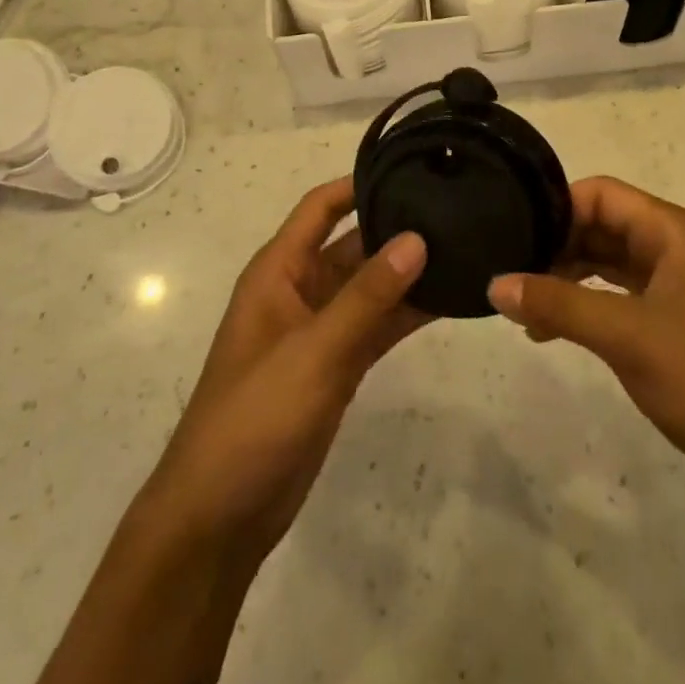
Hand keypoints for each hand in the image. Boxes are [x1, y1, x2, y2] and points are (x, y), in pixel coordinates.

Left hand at [139, 178, 427, 563]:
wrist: (219, 517)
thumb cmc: (254, 418)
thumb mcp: (314, 351)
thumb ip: (367, 296)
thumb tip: (417, 238)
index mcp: (278, 272)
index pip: (321, 207)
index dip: (359, 183)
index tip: (411, 166)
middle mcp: (299, 291)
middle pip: (352, 244)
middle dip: (396, 228)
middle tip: (455, 209)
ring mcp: (319, 330)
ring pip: (370, 287)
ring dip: (407, 272)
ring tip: (464, 248)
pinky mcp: (336, 366)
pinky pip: (376, 326)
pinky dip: (406, 314)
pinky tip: (449, 301)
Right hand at [487, 177, 684, 515]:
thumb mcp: (628, 338)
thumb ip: (559, 306)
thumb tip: (496, 284)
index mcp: (676, 232)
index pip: (603, 194)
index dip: (557, 208)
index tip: (512, 234)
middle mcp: (680, 249)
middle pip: (606, 226)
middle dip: (558, 245)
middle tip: (510, 272)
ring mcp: (684, 288)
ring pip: (614, 264)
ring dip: (570, 279)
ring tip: (524, 307)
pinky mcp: (683, 325)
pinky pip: (626, 298)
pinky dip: (591, 306)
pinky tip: (558, 331)